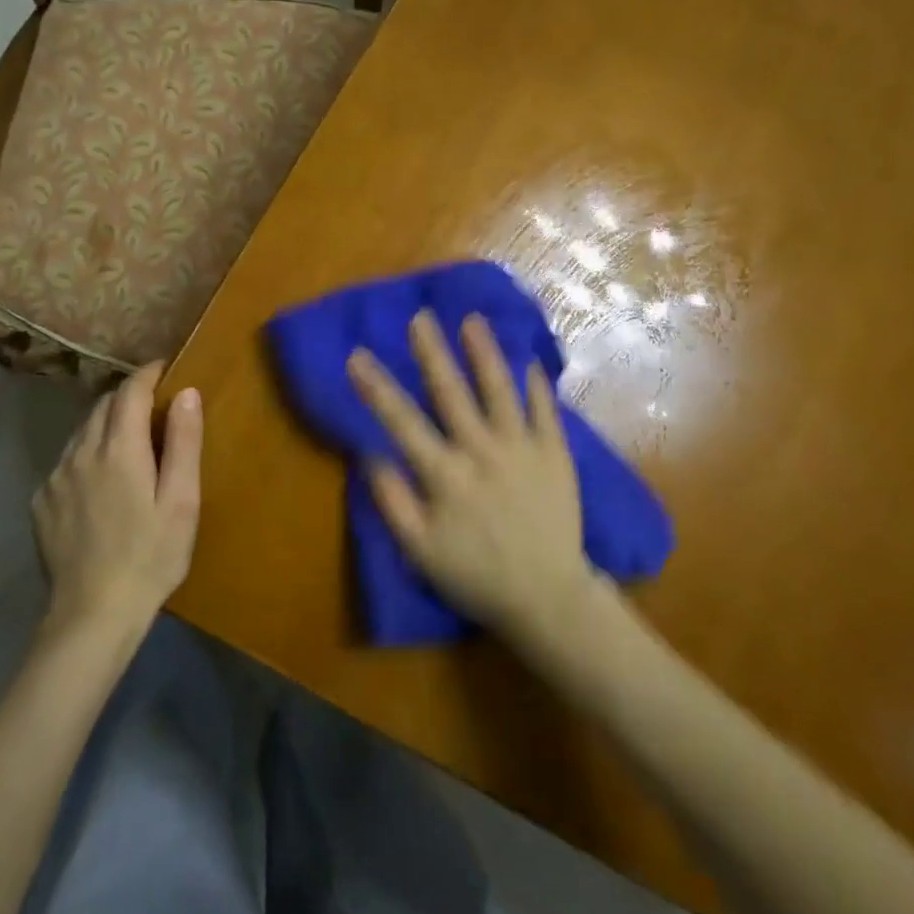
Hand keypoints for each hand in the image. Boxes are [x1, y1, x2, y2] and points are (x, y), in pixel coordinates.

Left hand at [32, 362, 201, 635]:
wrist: (92, 615)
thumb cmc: (151, 556)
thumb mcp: (181, 501)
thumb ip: (183, 442)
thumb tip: (187, 393)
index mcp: (119, 449)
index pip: (130, 392)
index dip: (147, 374)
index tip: (164, 368)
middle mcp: (80, 453)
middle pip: (102, 407)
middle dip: (127, 397)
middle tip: (153, 405)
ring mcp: (55, 478)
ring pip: (81, 432)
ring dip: (105, 424)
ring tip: (128, 440)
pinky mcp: (41, 503)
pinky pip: (66, 461)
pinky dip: (86, 454)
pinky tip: (100, 481)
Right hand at [347, 310, 595, 636]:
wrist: (546, 596)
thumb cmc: (475, 575)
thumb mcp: (419, 551)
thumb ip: (392, 501)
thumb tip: (370, 454)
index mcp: (445, 475)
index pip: (402, 421)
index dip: (376, 387)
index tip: (357, 355)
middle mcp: (482, 451)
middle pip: (451, 392)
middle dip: (432, 352)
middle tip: (420, 317)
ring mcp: (523, 449)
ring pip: (500, 390)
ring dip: (485, 353)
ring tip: (473, 320)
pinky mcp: (556, 454)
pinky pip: (545, 410)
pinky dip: (536, 384)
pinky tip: (529, 359)